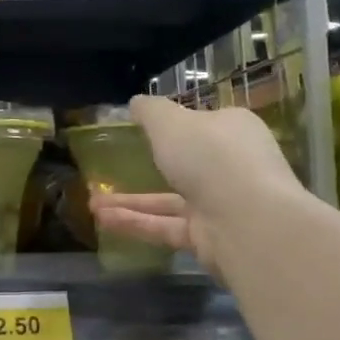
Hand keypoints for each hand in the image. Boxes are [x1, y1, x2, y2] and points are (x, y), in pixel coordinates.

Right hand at [87, 94, 298, 279]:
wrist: (247, 221)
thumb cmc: (210, 157)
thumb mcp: (170, 123)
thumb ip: (150, 112)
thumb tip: (136, 102)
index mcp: (232, 130)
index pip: (204, 124)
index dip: (176, 125)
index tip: (144, 129)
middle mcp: (231, 166)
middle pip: (187, 163)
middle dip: (146, 167)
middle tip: (112, 167)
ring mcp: (221, 204)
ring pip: (169, 200)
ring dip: (131, 200)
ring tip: (92, 202)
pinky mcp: (208, 237)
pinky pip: (165, 226)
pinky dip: (136, 223)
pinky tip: (103, 220)